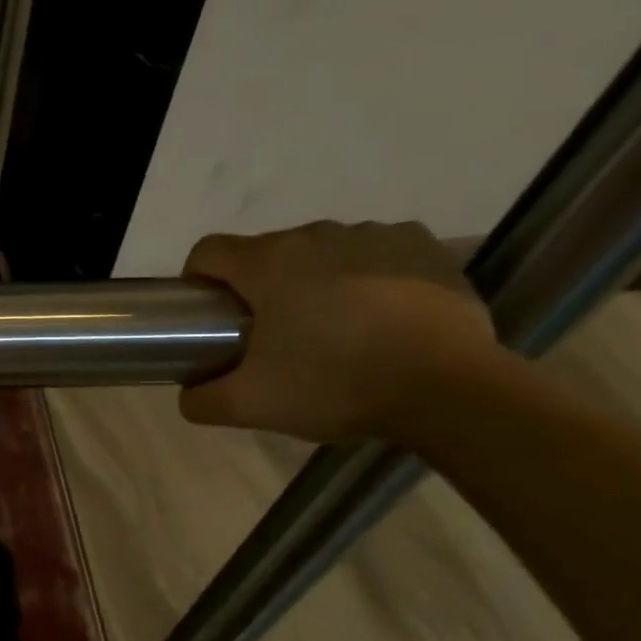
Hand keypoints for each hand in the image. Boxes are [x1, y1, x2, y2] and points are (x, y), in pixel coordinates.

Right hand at [179, 221, 499, 442]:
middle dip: (259, 288)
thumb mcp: (249, 405)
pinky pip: (376, 251)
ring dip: (313, 280)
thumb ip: (201, 399)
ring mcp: (375, 235)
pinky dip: (366, 274)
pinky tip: (377, 313)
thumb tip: (189, 393)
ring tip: (332, 328)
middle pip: (265, 253)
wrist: (451, 389)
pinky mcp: (424, 246)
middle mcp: (317, 234)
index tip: (210, 316)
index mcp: (268, 263)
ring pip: (321, 252)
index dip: (198, 280)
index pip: (208, 251)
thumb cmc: (335, 384)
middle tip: (271, 337)